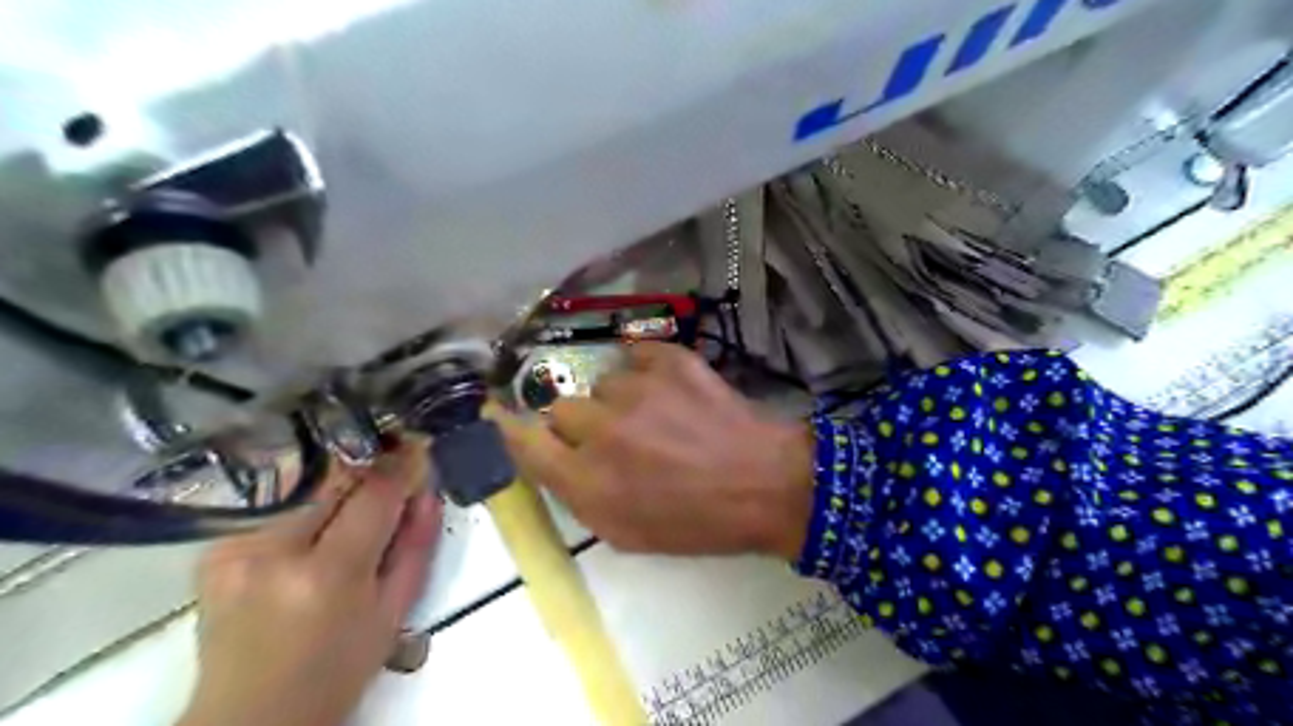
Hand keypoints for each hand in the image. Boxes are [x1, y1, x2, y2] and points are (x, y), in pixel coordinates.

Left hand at [174, 441, 442, 725]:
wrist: (251, 717)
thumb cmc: (336, 671)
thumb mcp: (393, 614)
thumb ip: (416, 546)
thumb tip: (428, 491)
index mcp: (327, 575)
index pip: (373, 494)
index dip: (401, 465)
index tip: (419, 447)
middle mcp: (273, 552)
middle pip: (335, 481)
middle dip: (369, 471)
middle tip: (393, 469)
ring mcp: (235, 549)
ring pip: (306, 490)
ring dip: (338, 492)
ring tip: (354, 513)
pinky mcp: (216, 551)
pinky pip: (277, 509)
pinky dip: (306, 511)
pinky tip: (313, 536)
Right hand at [495, 342, 806, 558]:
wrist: (765, 484)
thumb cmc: (697, 522)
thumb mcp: (627, 534)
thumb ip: (578, 496)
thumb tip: (551, 459)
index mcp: (588, 483)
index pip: (523, 442)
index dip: (514, 430)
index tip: (510, 420)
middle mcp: (602, 431)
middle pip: (562, 407)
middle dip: (581, 423)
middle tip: (615, 436)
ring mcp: (637, 390)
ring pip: (603, 382)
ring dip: (620, 399)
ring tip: (657, 417)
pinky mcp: (670, 360)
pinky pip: (637, 354)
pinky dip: (649, 370)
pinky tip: (671, 390)